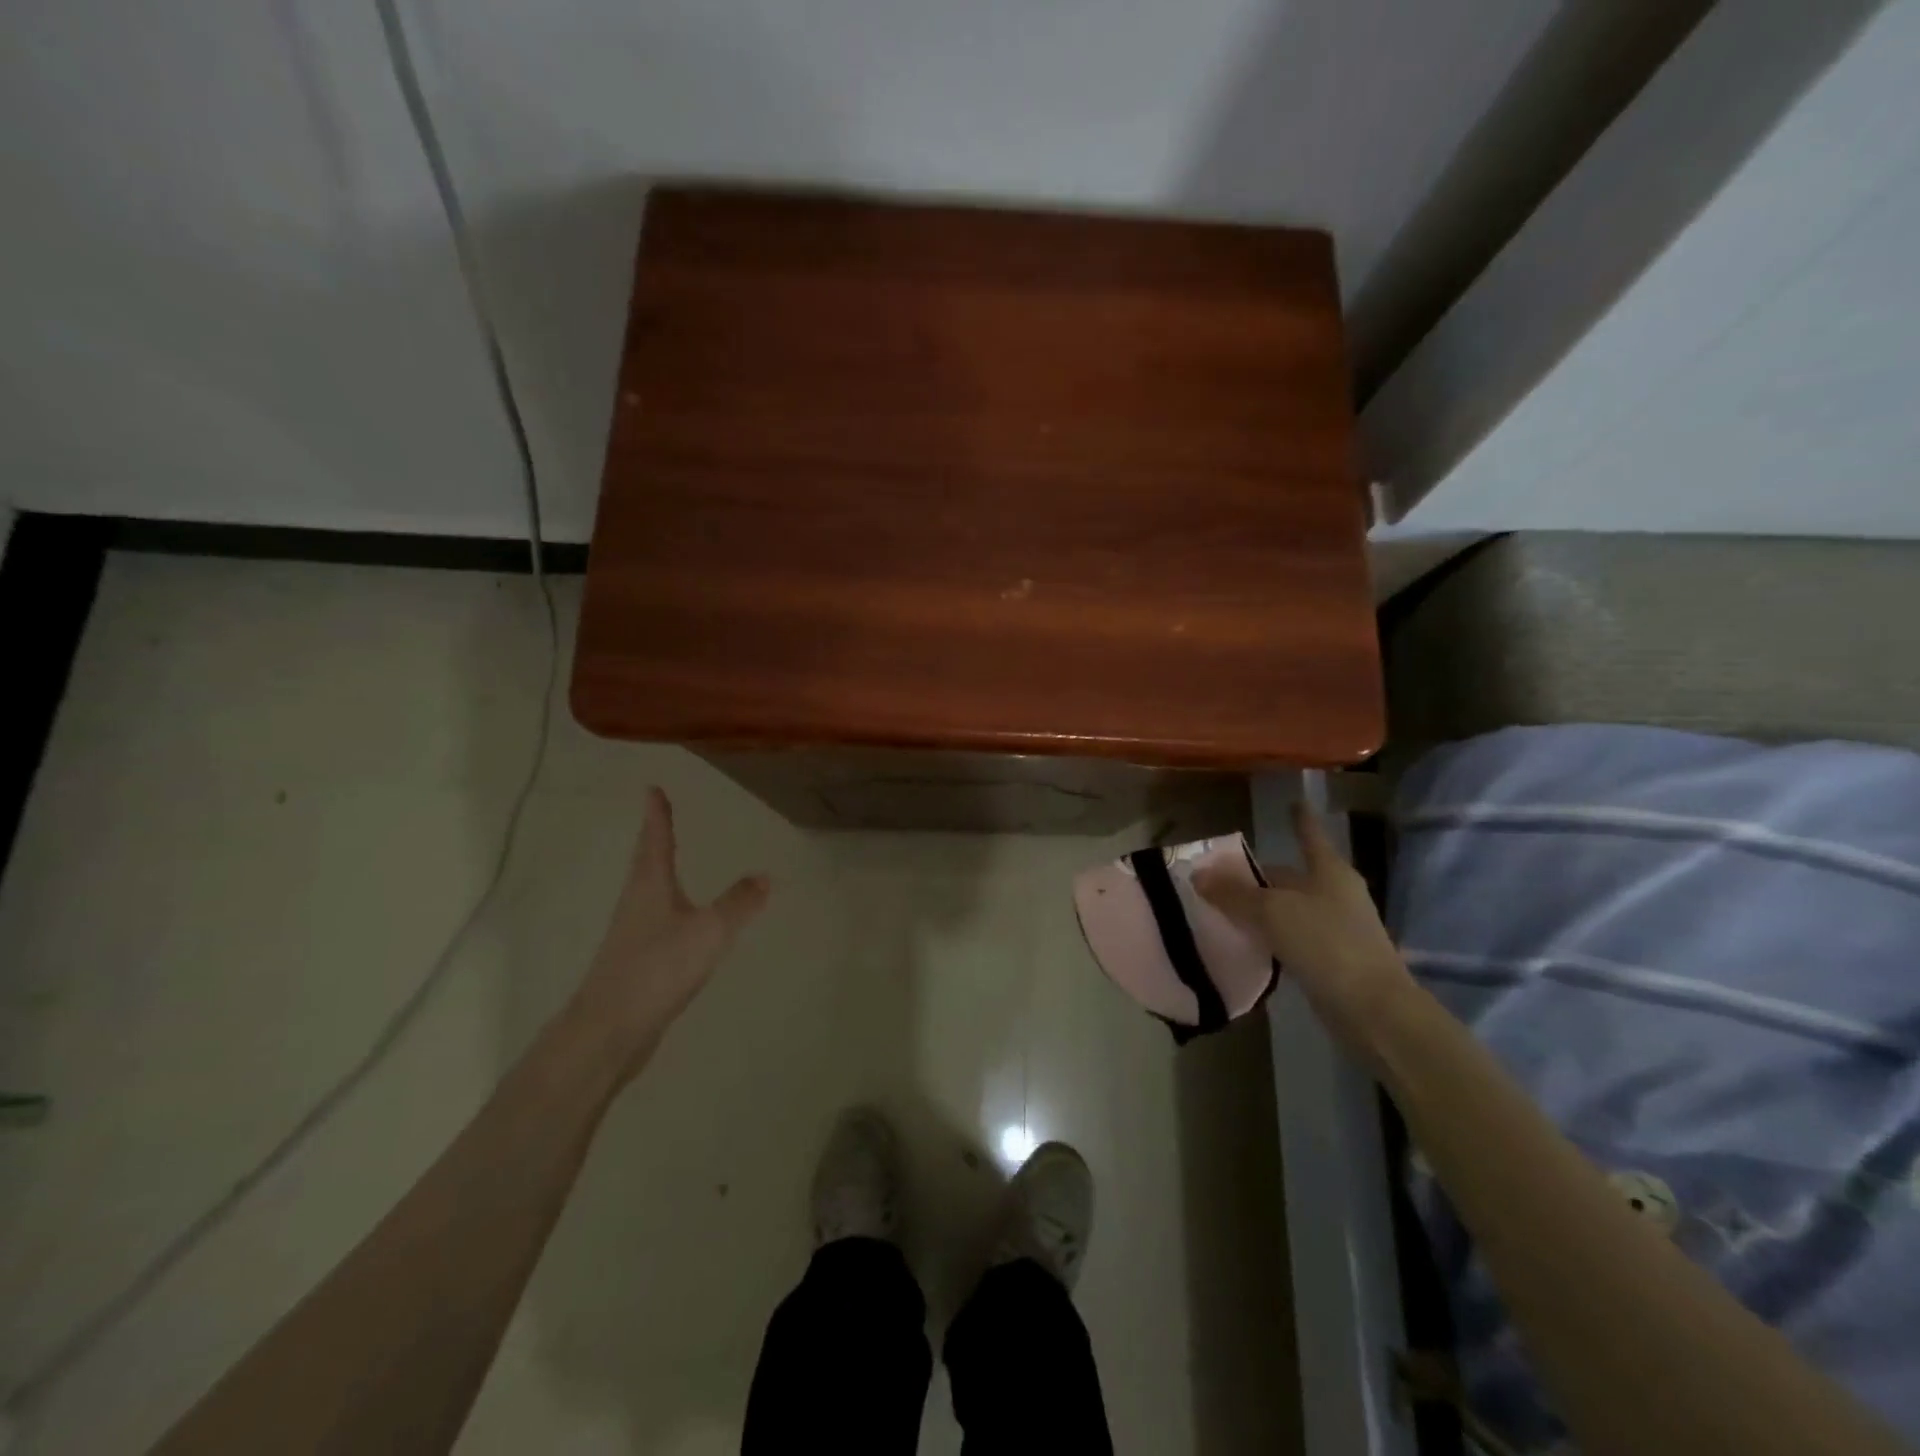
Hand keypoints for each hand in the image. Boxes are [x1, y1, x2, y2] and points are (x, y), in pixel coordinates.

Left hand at [566, 788, 769, 1082]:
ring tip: (671, 861)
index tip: (652, 789)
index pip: (655, 840)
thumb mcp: (709, 931)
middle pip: (645, 863)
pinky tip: (680, 921)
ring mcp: (632, 934)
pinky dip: (668, 907)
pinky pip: (655, 921)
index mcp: (649, 886)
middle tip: (661, 818)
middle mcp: (636, 903)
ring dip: (658, 872)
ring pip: (648, 892)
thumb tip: (765, 875)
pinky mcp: (635, 962)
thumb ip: (739, 904)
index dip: (657, 815)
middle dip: (654, 839)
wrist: (609, 1030)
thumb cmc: (657, 968)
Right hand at [1194, 801, 1410, 1050]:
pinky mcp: (1333, 961)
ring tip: (1225, 908)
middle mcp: (1336, 894)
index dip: (1300, 819)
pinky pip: (1293, 938)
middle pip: (1294, 876)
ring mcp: (1338, 929)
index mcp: (1329, 872)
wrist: (1372, 1010)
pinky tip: (1248, 943)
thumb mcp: (1272, 912)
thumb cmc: (1326, 944)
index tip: (1293, 802)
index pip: (1309, 836)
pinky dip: (1271, 937)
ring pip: (1291, 909)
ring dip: (1263, 908)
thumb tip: (1198, 875)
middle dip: (1262, 875)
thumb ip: (1234, 894)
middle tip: (1223, 874)